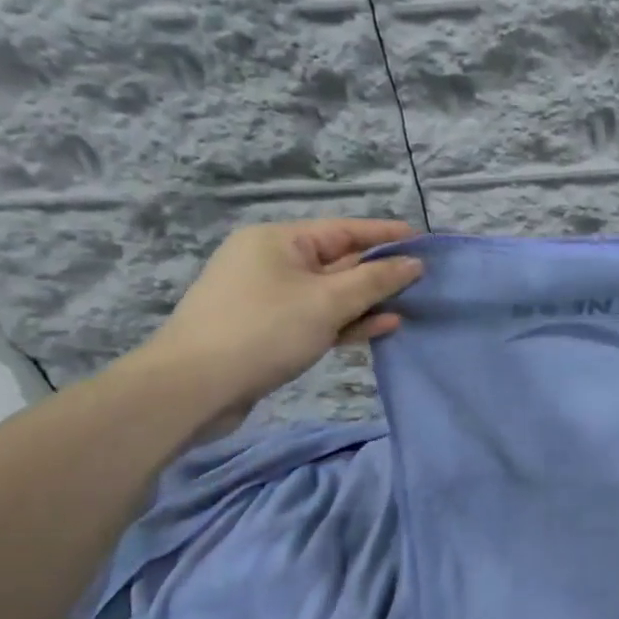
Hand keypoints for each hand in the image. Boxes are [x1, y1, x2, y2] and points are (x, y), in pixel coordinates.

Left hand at [132, 218, 422, 417]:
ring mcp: (270, 298)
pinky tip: (381, 328)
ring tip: (409, 307)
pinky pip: (318, 317)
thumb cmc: (264, 331)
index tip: (425, 242)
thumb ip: (376, 281)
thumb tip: (414, 263)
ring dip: (368, 302)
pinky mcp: (270, 330)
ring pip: (331, 293)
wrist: (193, 388)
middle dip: (380, 273)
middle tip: (424, 281)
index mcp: (279, 240)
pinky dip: (347, 322)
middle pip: (339, 261)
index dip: (387, 235)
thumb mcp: (328, 302)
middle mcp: (273, 262)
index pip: (345, 230)